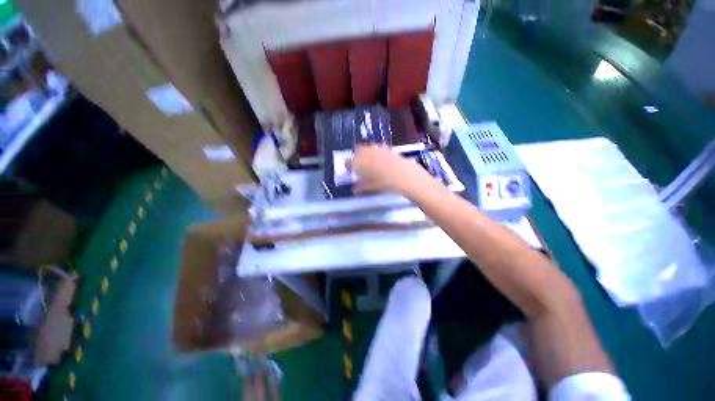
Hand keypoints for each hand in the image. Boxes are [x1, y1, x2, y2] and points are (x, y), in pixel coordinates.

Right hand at [350, 144, 426, 194]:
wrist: (402, 174)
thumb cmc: (382, 183)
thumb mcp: (369, 187)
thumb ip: (360, 187)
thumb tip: (355, 189)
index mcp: (357, 162)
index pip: (348, 161)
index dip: (348, 166)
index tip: (350, 171)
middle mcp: (365, 152)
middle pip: (357, 151)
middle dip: (357, 157)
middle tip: (360, 166)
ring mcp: (376, 148)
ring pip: (367, 149)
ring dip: (366, 154)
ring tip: (371, 163)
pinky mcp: (386, 148)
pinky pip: (377, 149)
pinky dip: (376, 154)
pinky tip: (381, 161)